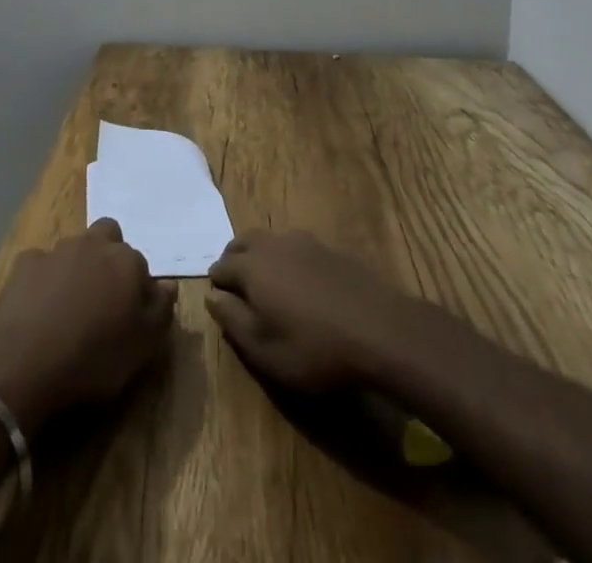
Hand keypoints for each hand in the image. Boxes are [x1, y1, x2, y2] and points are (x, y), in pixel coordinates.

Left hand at [0, 218, 176, 434]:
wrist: (26, 361)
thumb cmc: (94, 357)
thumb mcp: (143, 347)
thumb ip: (160, 310)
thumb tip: (168, 285)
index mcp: (127, 261)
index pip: (141, 265)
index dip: (137, 288)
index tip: (130, 315)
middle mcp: (94, 244)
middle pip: (108, 236)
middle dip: (107, 257)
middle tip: (102, 297)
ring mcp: (57, 250)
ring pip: (74, 248)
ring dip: (76, 268)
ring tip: (69, 307)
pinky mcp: (26, 263)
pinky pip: (41, 265)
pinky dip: (43, 280)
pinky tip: (38, 308)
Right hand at [206, 230, 418, 392]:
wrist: (379, 330)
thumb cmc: (314, 348)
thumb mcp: (265, 350)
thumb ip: (233, 321)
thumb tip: (212, 298)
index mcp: (252, 267)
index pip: (221, 267)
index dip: (216, 283)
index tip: (218, 299)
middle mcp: (273, 245)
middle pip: (242, 243)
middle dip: (234, 259)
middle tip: (236, 285)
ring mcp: (303, 242)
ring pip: (269, 240)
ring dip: (259, 255)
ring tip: (266, 282)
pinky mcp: (328, 248)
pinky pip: (294, 246)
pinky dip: (285, 257)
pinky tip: (298, 281)